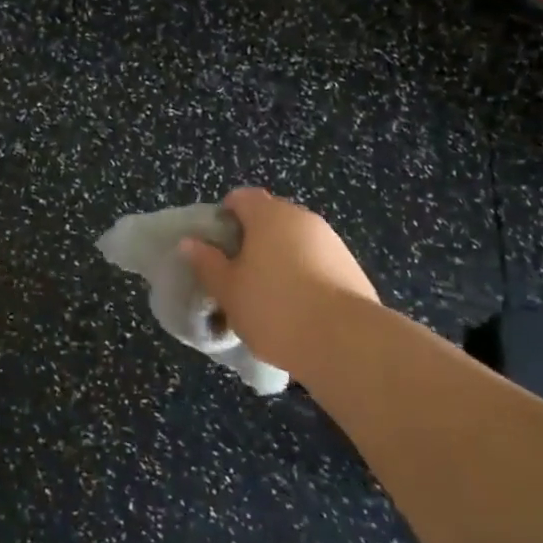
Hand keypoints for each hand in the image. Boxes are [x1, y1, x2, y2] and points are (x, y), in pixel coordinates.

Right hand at [180, 187, 377, 374]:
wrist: (348, 343)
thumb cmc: (275, 308)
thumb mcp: (228, 290)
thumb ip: (207, 263)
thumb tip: (190, 242)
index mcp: (268, 214)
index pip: (241, 198)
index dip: (225, 217)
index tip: (217, 248)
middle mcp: (301, 218)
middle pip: (269, 219)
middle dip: (253, 241)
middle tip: (239, 275)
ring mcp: (331, 242)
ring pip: (295, 242)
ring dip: (280, 260)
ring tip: (270, 299)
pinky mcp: (353, 269)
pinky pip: (318, 264)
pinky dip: (305, 278)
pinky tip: (300, 311)